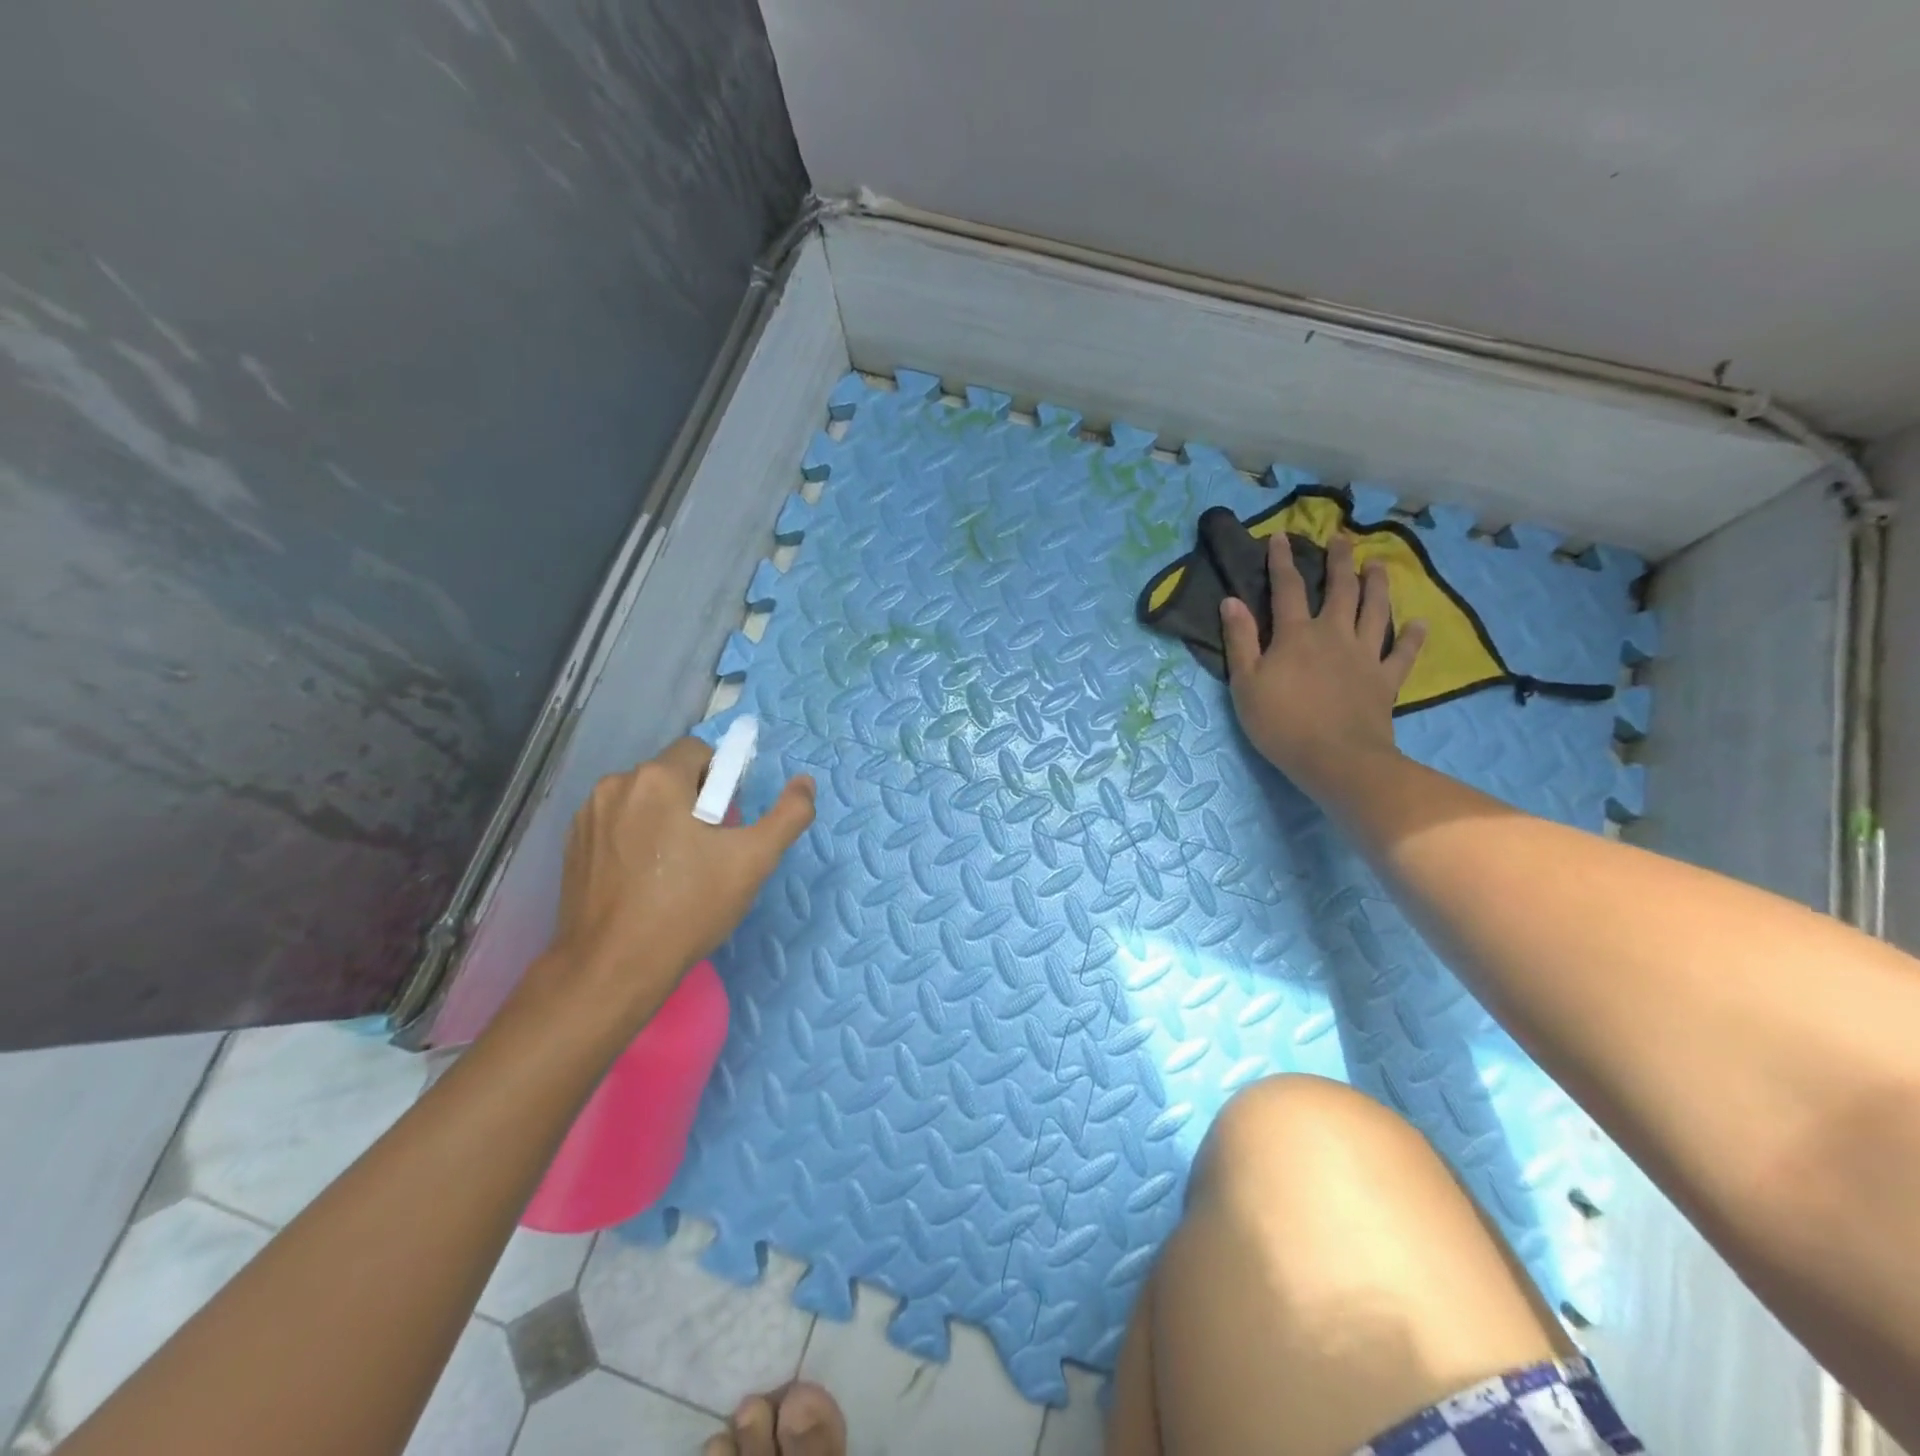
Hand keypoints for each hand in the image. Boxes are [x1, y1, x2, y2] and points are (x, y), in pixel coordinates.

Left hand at [535, 738, 814, 1029]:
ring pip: (641, 800)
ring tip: (674, 868)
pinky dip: (634, 838)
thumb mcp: (753, 861)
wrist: (612, 969)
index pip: (700, 751)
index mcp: (657, 778)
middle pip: (670, 774)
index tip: (727, 822)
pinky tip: (643, 879)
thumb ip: (788, 815)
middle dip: (693, 800)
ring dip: (662, 817)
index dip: (722, 780)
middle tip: (707, 850)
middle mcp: (615, 785)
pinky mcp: (571, 846)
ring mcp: (587, 816)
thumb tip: (805, 782)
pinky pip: (616, 824)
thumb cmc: (688, 908)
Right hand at [1220, 532, 1425, 794]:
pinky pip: (1402, 653)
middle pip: (1339, 590)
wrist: (1336, 758)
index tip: (1281, 536)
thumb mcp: (1246, 683)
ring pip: (1375, 610)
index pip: (1286, 588)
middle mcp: (1333, 634)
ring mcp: (1364, 655)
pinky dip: (1411, 637)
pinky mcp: (1386, 679)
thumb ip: (1241, 640)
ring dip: (1377, 585)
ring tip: (1378, 565)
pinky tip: (1418, 624)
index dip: (1282, 561)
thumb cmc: (1281, 722)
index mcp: (1296, 634)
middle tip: (1343, 538)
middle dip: (1339, 561)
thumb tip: (1232, 600)